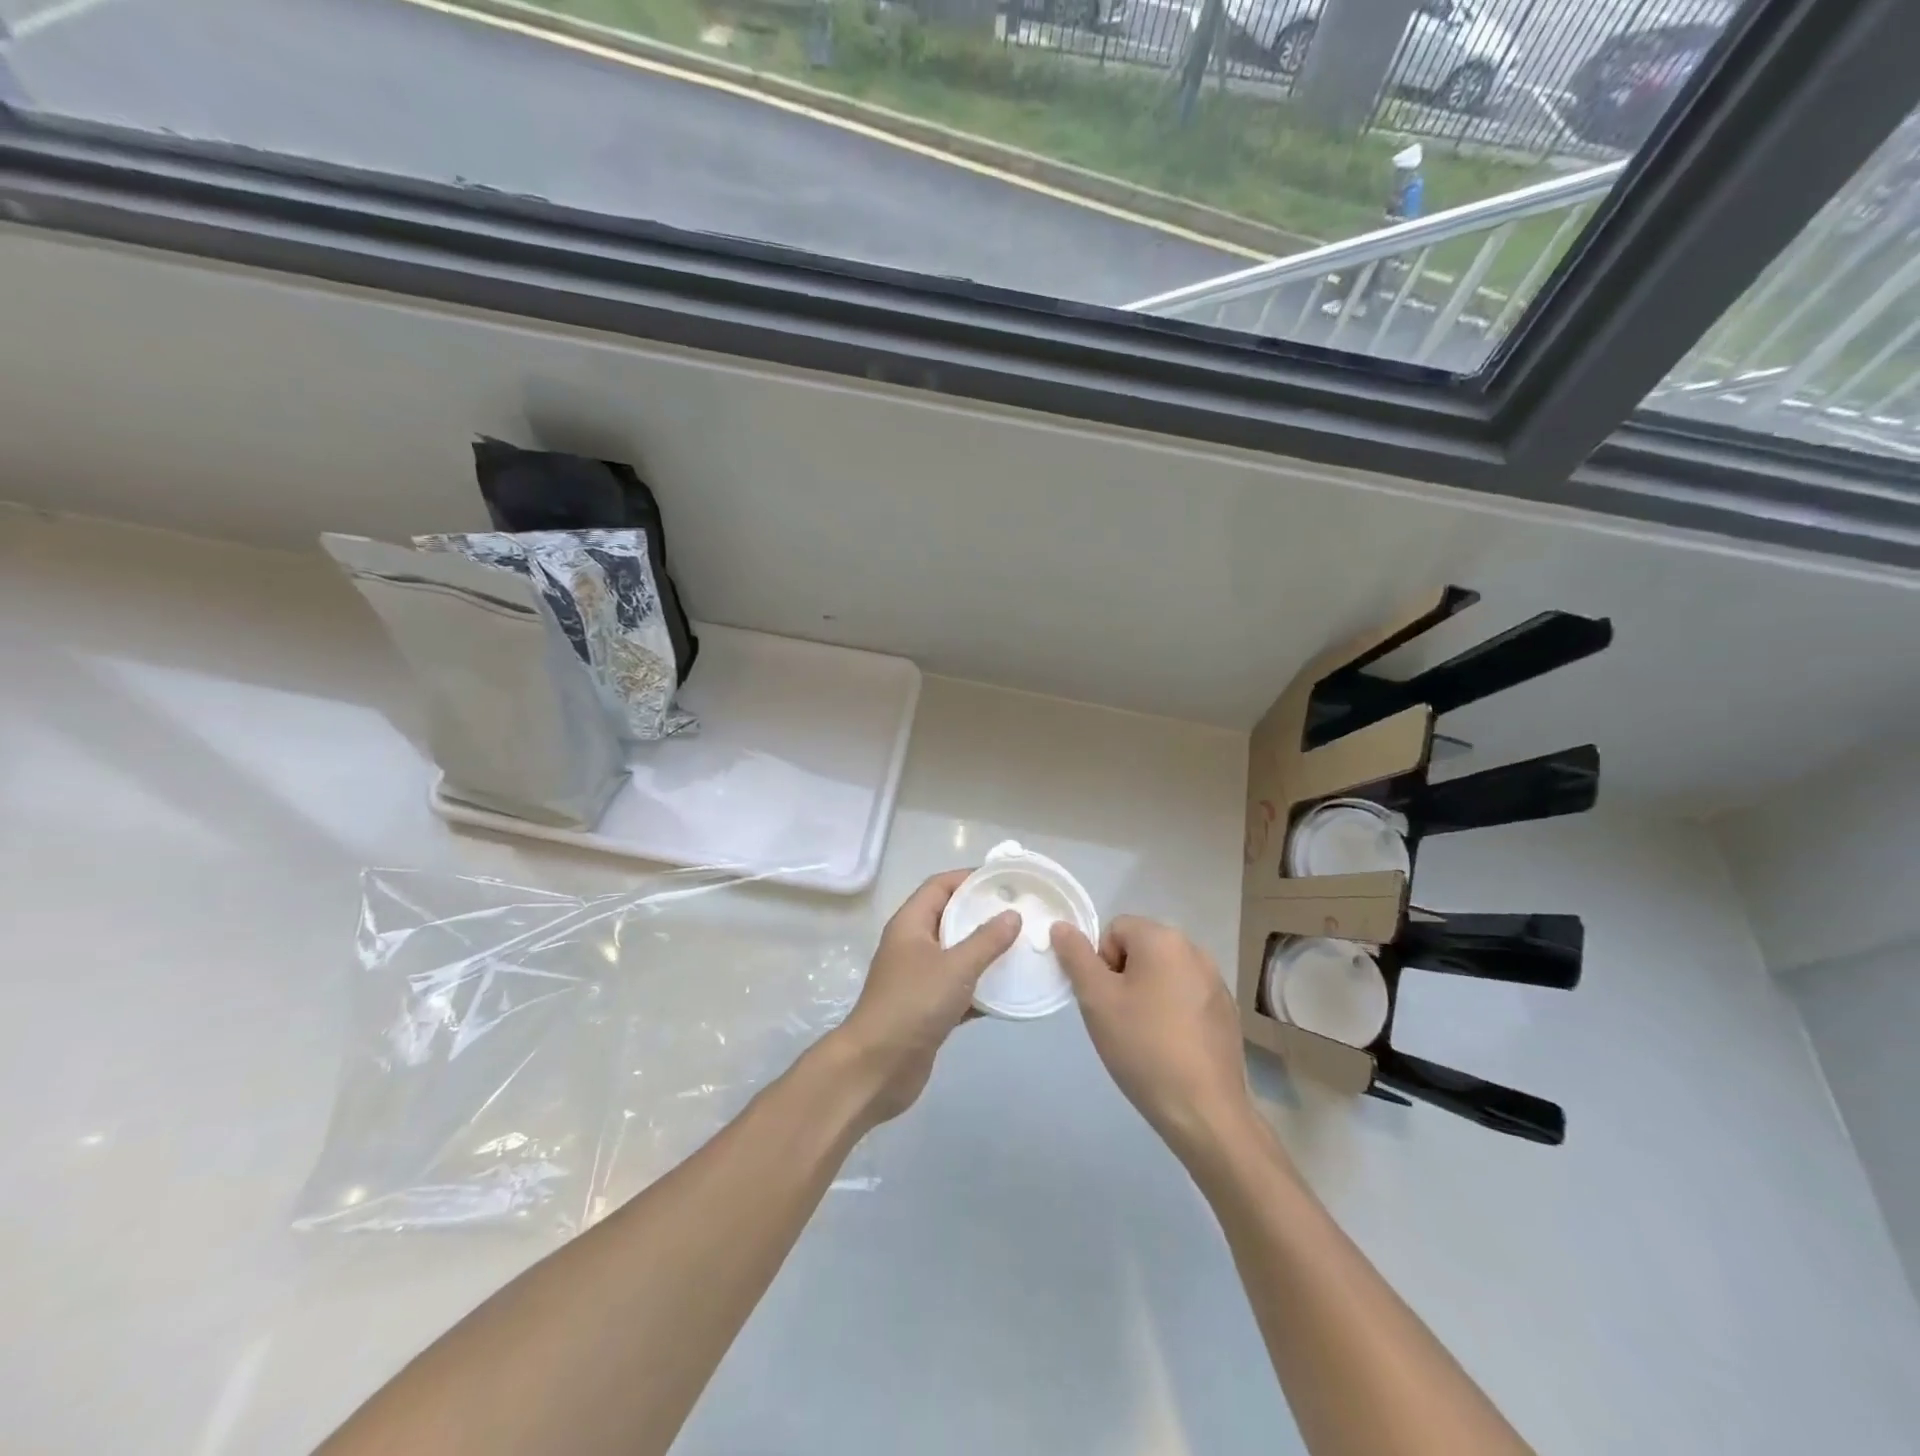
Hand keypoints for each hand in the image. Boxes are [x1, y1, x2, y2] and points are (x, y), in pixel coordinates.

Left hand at [832, 870, 1020, 1126]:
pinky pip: (960, 987)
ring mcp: (920, 978)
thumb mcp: (954, 967)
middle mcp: (913, 945)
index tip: (1005, 880)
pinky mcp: (929, 1008)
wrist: (877, 1067)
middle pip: (951, 918)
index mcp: (911, 924)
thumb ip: (986, 940)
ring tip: (1023, 947)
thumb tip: (1012, 915)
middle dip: (983, 914)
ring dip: (986, 952)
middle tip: (1022, 913)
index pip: (940, 886)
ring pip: (958, 954)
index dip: (970, 878)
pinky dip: (982, 987)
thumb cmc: (912, 1005)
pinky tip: (1011, 990)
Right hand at [1052, 917, 1256, 1162]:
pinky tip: (1171, 1048)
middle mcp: (1194, 950)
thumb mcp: (1096, 1000)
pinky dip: (1172, 1012)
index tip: (1104, 1000)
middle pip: (1141, 949)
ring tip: (1144, 1037)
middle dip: (1123, 978)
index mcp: (1163, 939)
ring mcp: (1216, 981)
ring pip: (1163, 974)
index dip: (1100, 962)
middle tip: (1118, 1019)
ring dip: (1147, 994)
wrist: (1204, 1110)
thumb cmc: (1143, 1047)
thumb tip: (1062, 926)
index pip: (1115, 930)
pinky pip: (1186, 997)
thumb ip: (1075, 957)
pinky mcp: (1226, 1011)